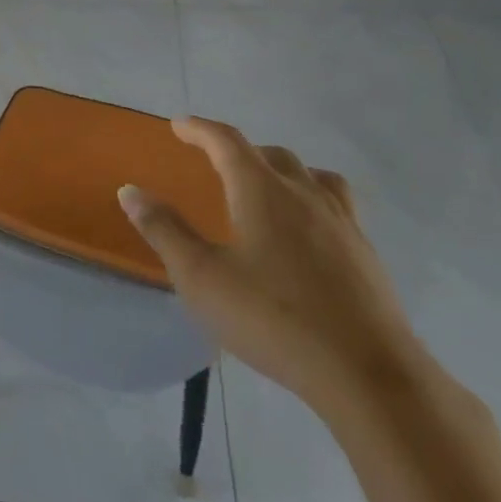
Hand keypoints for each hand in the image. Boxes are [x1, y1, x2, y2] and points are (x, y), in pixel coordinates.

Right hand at [118, 117, 422, 420]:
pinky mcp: (366, 256)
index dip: (201, 129)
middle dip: (241, 150)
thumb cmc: (273, 319)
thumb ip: (164, 230)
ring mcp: (343, 224)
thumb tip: (130, 191)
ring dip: (285, 171)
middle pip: (272, 154)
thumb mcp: (201, 277)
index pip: (227, 142)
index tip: (180, 125)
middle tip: (217, 163)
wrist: (369, 376)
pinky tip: (307, 235)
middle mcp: (304, 195)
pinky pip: (338, 207)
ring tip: (269, 188)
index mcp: (262, 191)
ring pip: (314, 176)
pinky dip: (314, 201)